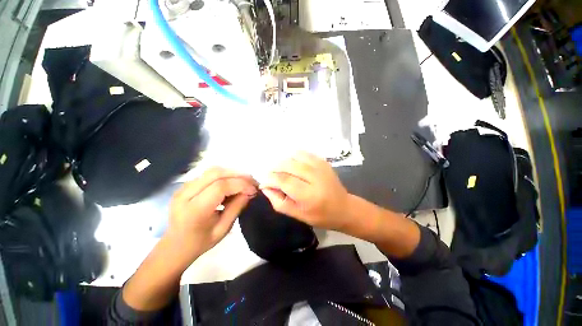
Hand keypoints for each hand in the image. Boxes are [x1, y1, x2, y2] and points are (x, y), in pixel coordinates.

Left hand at [167, 167, 257, 260]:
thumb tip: (250, 191)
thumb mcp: (223, 229)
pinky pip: (209, 174)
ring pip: (213, 170)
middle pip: (216, 173)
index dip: (241, 184)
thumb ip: (237, 207)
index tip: (254, 189)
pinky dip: (225, 176)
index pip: (220, 186)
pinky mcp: (186, 185)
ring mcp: (183, 187)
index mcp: (194, 210)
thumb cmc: (200, 242)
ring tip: (244, 182)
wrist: (174, 246)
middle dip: (239, 175)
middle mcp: (186, 194)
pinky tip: (232, 184)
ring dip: (232, 173)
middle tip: (252, 182)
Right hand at [260, 152, 349, 230]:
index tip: (265, 182)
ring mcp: (321, 166)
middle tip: (271, 176)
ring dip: (284, 162)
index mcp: (309, 195)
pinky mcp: (323, 161)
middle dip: (275, 169)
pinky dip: (294, 157)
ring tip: (281, 171)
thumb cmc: (319, 215)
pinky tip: (292, 165)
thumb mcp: (297, 215)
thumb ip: (278, 201)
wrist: (344, 207)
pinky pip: (303, 153)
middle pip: (288, 165)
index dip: (270, 179)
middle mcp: (315, 177)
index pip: (284, 180)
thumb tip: (266, 186)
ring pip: (294, 156)